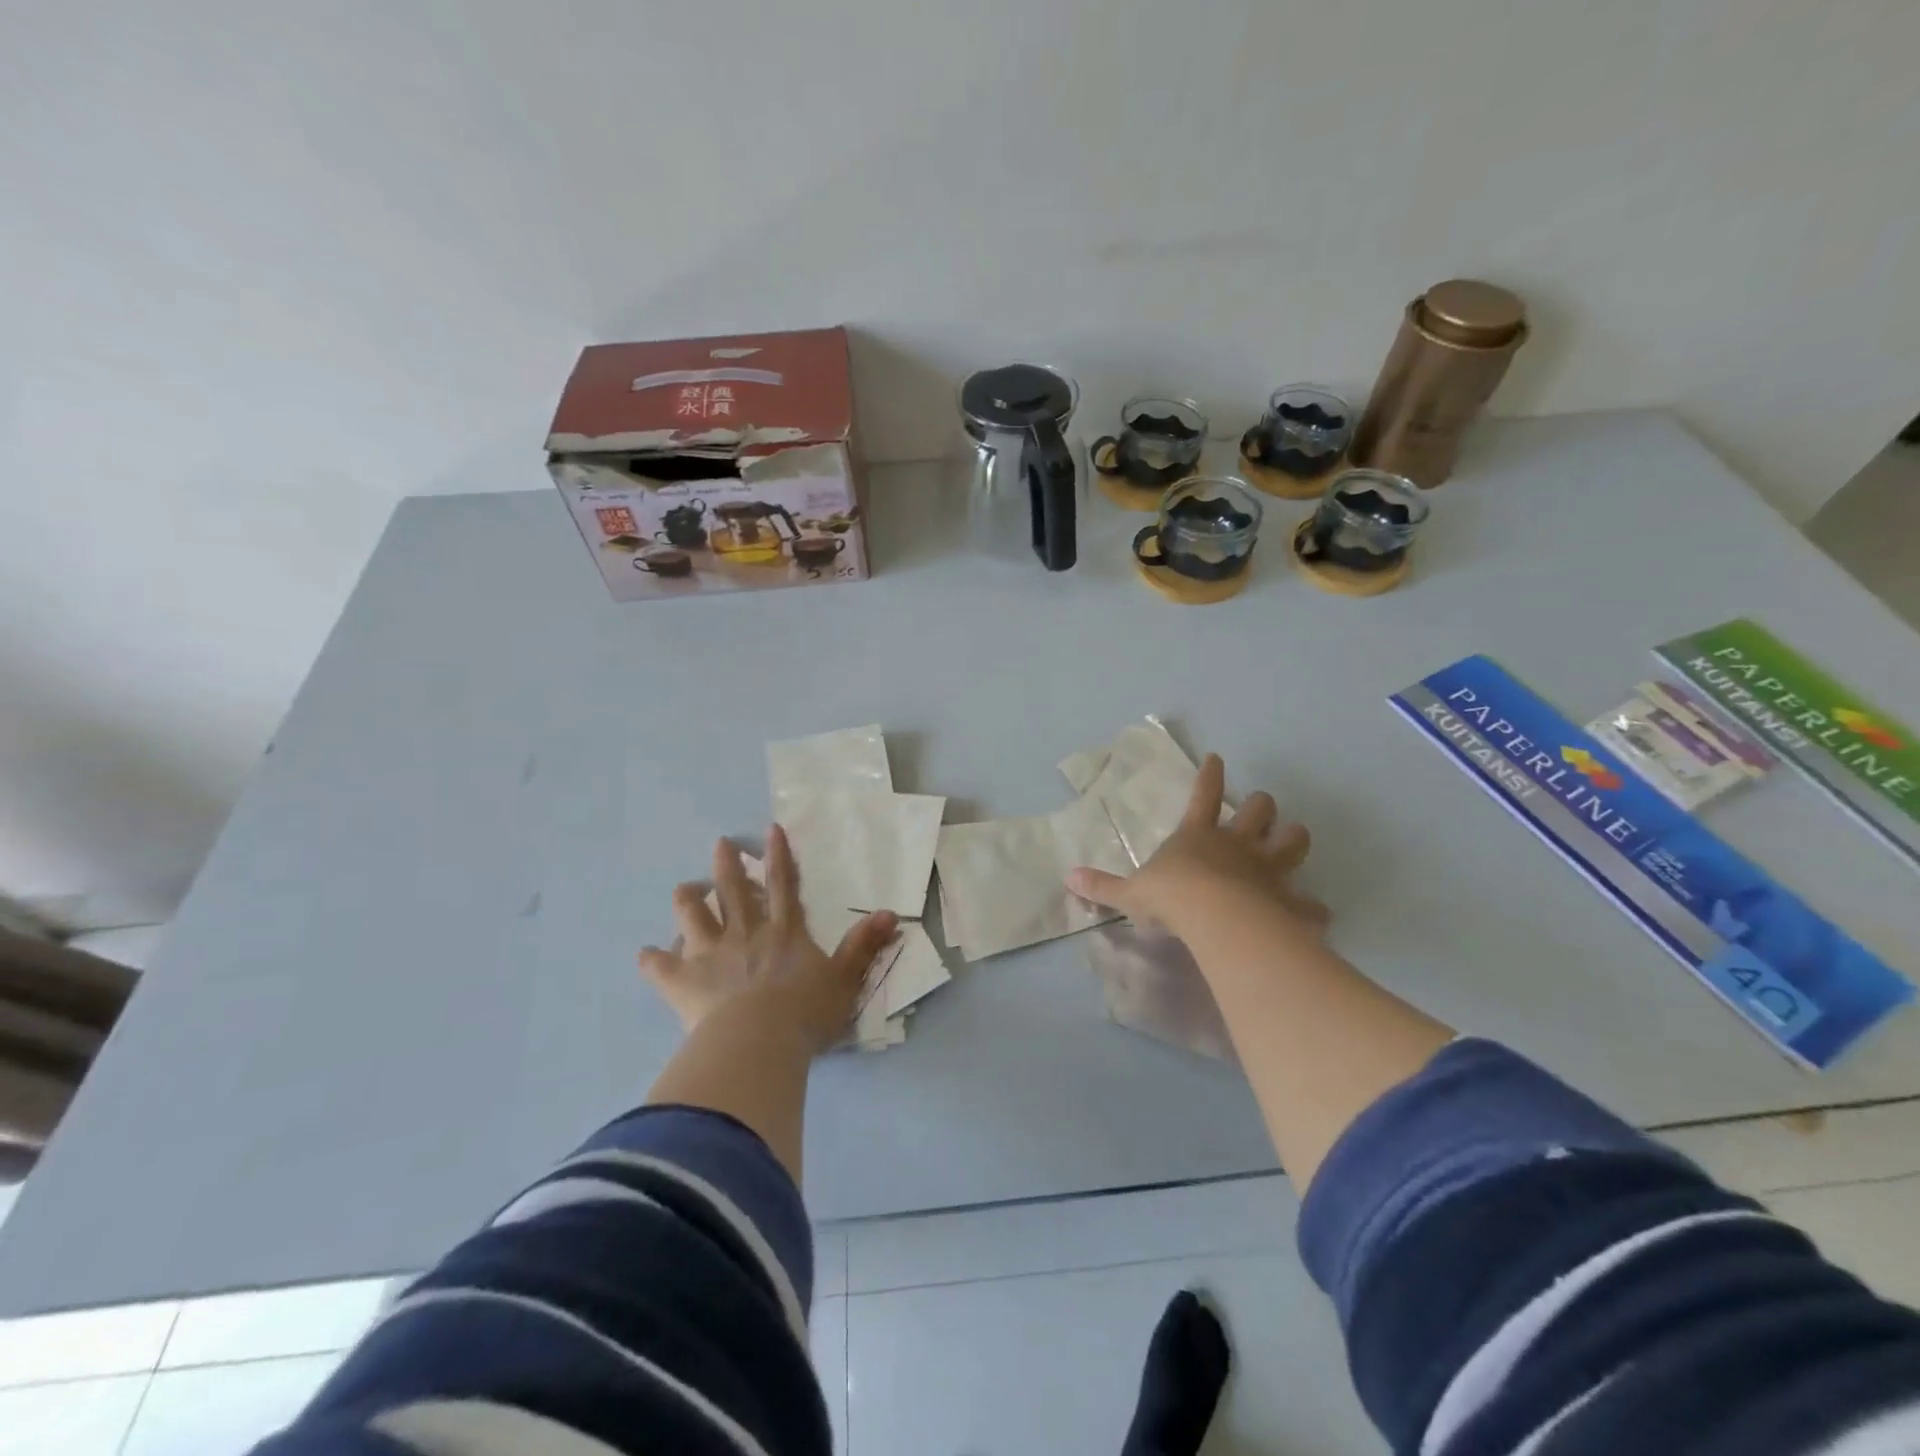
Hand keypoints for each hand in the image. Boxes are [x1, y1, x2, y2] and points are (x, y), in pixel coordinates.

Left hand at [639, 826, 898, 1054]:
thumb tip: (890, 913)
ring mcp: (710, 954)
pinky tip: (645, 957)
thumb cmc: (806, 1012)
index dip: (778, 856)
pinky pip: (659, 967)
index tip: (770, 829)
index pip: (783, 884)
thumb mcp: (845, 978)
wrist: (760, 1041)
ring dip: (686, 900)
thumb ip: (864, 946)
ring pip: (692, 917)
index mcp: (783, 932)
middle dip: (727, 864)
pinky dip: (651, 961)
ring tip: (683, 890)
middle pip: (733, 891)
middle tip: (719, 843)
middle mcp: (745, 933)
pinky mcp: (683, 982)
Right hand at [1067, 755, 1327, 937]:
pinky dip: (1311, 908)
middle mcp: (1237, 844)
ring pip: (1293, 841)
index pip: (1203, 794)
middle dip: (1262, 806)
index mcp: (1198, 835)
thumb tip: (1069, 878)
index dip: (1210, 775)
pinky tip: (1313, 914)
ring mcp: (1268, 869)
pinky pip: (1309, 903)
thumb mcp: (1130, 893)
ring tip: (1293, 840)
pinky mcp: (1289, 901)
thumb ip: (1103, 887)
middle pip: (1259, 810)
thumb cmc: (1171, 897)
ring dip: (1294, 839)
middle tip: (1260, 809)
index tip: (1217, 758)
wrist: (1216, 919)